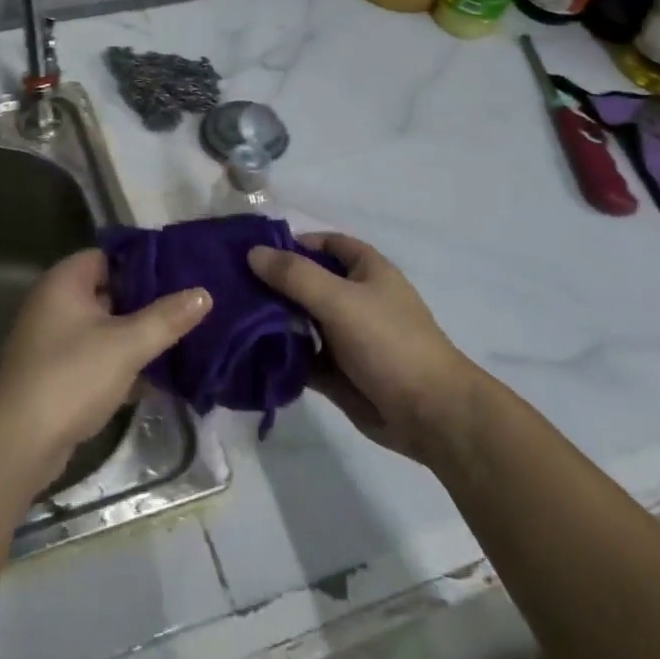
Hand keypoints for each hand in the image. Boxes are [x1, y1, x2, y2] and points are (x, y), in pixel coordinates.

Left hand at [0, 249, 209, 493]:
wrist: (16, 444)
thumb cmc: (71, 376)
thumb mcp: (126, 344)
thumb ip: (167, 318)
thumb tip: (204, 293)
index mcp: (65, 282)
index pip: (109, 256)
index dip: (144, 262)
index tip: (182, 270)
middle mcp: (55, 304)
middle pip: (110, 292)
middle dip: (147, 301)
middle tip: (191, 305)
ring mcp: (54, 342)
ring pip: (106, 329)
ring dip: (138, 336)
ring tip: (185, 338)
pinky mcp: (58, 376)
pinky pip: (98, 359)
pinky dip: (124, 365)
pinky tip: (160, 378)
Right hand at [248, 234, 477, 464]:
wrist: (430, 415)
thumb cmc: (389, 343)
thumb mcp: (340, 300)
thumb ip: (295, 275)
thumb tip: (253, 252)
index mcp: (366, 270)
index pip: (324, 243)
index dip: (292, 243)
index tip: (252, 252)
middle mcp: (355, 298)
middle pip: (307, 282)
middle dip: (273, 284)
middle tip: (229, 287)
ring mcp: (346, 336)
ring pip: (301, 320)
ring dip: (272, 320)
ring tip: (230, 318)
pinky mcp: (338, 371)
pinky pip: (302, 356)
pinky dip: (280, 354)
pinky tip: (248, 353)